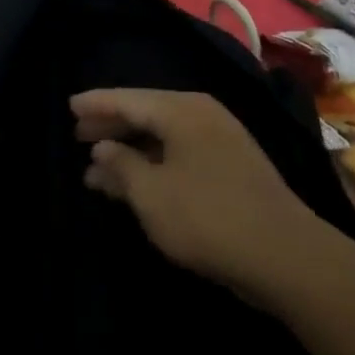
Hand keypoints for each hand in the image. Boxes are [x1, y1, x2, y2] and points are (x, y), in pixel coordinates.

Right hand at [71, 88, 317, 302]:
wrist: (284, 255)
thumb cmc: (207, 217)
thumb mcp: (150, 193)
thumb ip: (121, 165)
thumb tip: (102, 147)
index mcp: (182, 111)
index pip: (129, 99)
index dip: (96, 104)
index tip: (69, 107)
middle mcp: (202, 116)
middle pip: (146, 114)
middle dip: (110, 127)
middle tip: (77, 136)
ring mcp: (220, 142)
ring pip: (162, 138)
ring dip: (129, 153)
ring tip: (94, 170)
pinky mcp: (229, 169)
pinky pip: (178, 156)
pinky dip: (152, 166)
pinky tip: (132, 186)